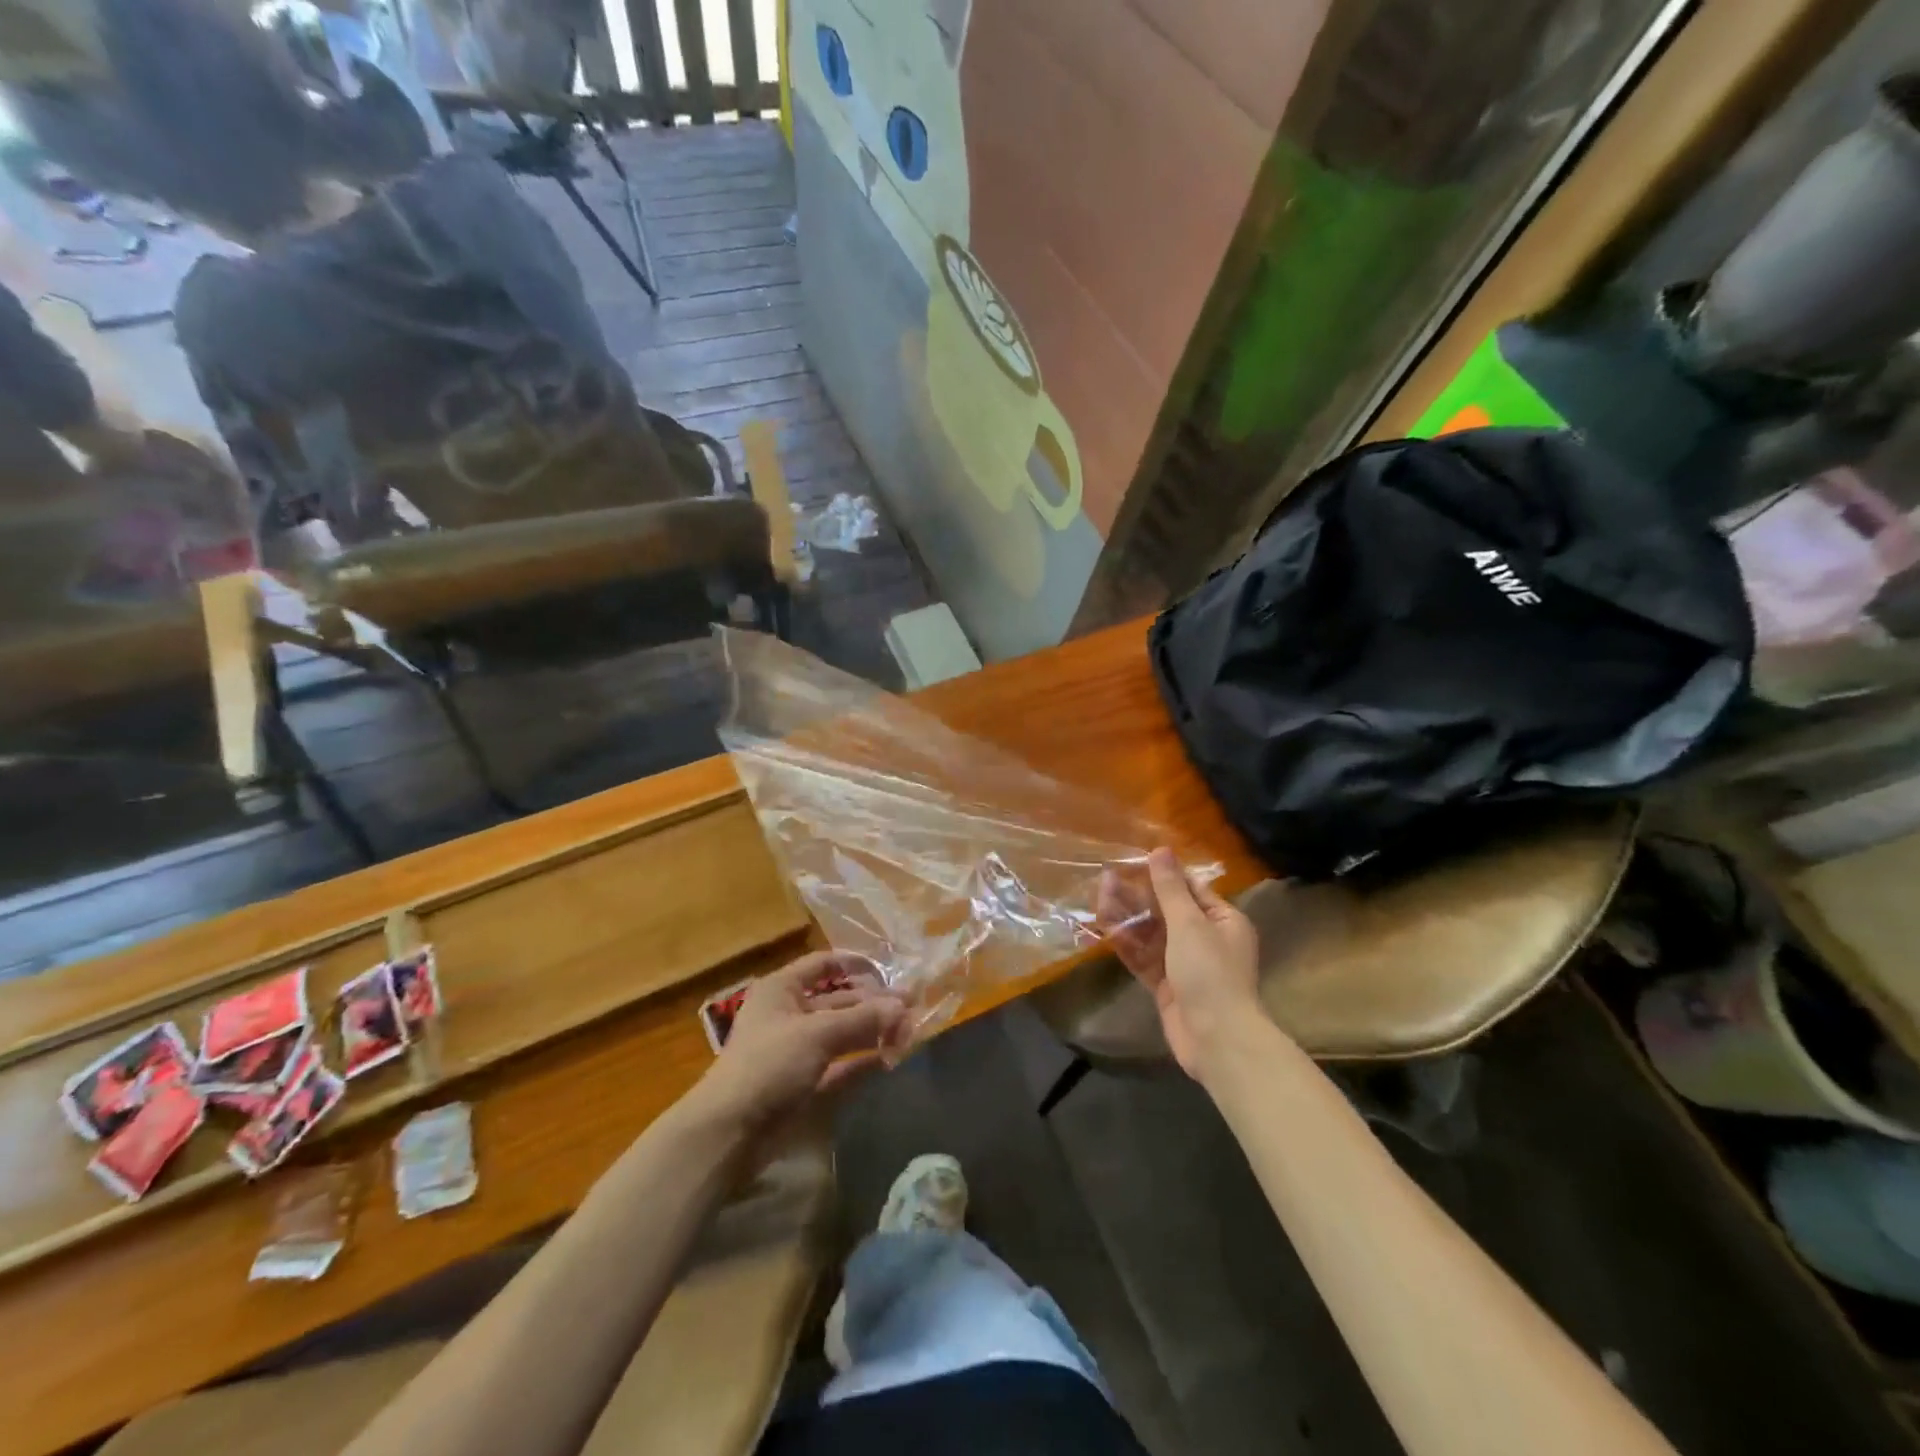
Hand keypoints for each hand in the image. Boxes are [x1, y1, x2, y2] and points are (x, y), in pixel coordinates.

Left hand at [692, 952, 907, 1133]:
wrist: (729, 1132)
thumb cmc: (768, 1064)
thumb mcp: (817, 1034)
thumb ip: (863, 1019)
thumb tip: (904, 1008)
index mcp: (782, 989)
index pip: (823, 964)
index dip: (855, 965)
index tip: (890, 972)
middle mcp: (790, 1013)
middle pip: (839, 1000)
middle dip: (874, 1003)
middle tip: (912, 1009)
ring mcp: (797, 1050)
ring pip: (843, 1032)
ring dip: (873, 1030)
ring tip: (909, 1032)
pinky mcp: (805, 1082)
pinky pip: (841, 1064)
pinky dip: (864, 1059)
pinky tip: (892, 1058)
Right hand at [1098, 848, 1261, 1079]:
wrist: (1217, 1040)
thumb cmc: (1210, 972)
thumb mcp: (1189, 923)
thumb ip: (1170, 888)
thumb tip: (1160, 849)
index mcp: (1223, 921)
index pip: (1190, 889)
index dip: (1161, 875)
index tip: (1130, 862)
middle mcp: (1206, 939)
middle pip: (1166, 911)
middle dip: (1137, 896)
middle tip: (1105, 880)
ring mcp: (1185, 964)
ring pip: (1151, 934)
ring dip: (1127, 918)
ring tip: (1098, 899)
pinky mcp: (1167, 986)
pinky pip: (1144, 958)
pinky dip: (1126, 944)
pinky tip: (1104, 929)